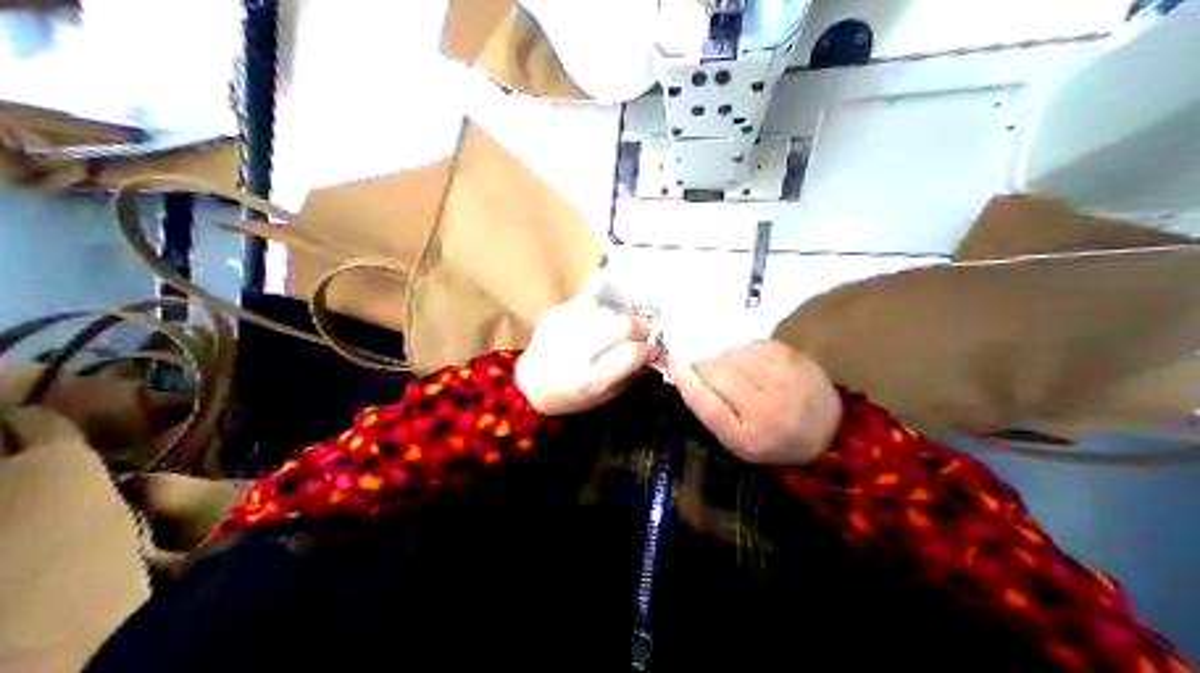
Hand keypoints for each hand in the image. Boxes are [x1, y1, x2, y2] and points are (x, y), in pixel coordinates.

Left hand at [520, 276, 658, 415]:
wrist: (529, 383)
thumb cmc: (573, 395)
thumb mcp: (605, 396)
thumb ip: (630, 373)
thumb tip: (654, 349)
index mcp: (587, 381)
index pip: (630, 354)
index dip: (649, 349)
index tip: (653, 350)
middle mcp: (573, 352)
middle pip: (622, 325)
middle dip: (641, 327)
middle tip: (643, 333)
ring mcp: (562, 328)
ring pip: (608, 310)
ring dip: (619, 318)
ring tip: (615, 330)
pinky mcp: (554, 312)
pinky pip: (589, 296)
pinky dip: (601, 301)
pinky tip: (603, 304)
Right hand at [671, 338, 835, 465]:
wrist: (829, 434)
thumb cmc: (773, 441)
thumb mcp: (739, 442)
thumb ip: (712, 413)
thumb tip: (686, 372)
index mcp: (747, 439)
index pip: (706, 404)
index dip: (685, 381)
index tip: (674, 363)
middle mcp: (765, 410)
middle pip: (717, 373)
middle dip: (704, 366)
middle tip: (706, 369)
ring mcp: (784, 382)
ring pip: (735, 355)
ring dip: (725, 357)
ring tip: (733, 368)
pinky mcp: (797, 361)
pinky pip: (755, 345)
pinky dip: (746, 350)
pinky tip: (752, 362)